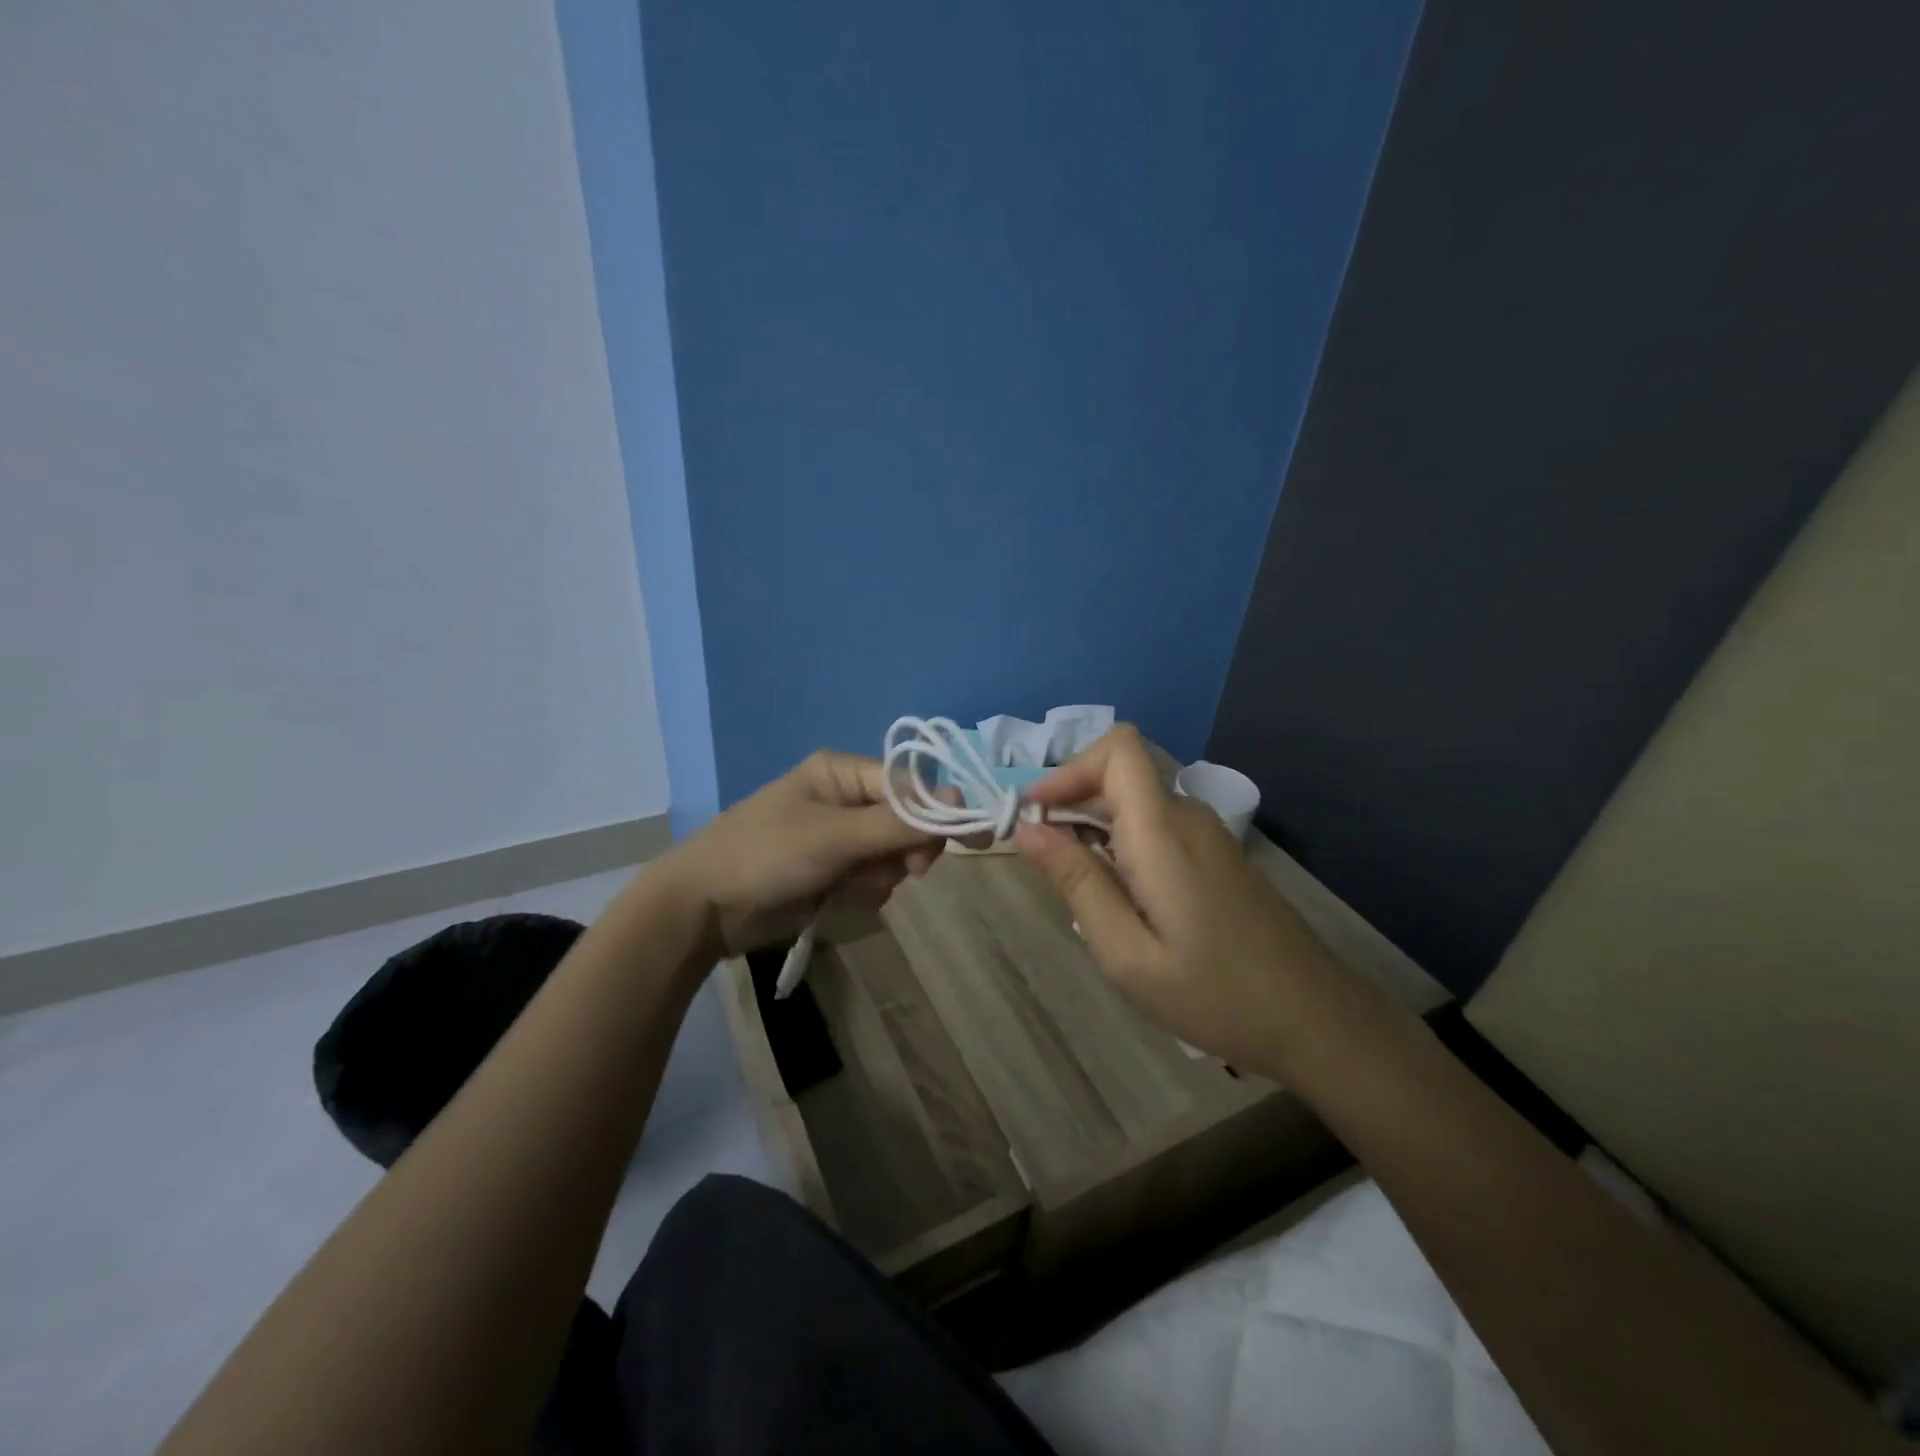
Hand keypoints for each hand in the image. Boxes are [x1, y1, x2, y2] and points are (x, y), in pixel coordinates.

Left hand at [667, 750, 945, 959]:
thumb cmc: (766, 855)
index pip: (911, 785)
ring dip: (882, 874)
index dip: (942, 811)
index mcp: (842, 773)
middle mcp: (845, 798)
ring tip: (850, 884)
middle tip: (907, 871)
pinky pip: (873, 877)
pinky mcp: (833, 871)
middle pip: (907, 820)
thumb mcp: (835, 836)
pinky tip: (840, 897)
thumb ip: (899, 822)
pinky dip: (865, 890)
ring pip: (893, 854)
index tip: (976, 839)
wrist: (703, 908)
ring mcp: (839, 837)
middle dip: (906, 849)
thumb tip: (961, 800)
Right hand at [1013, 725, 1334, 1073]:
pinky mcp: (1217, 855)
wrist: (1314, 1019)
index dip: (1069, 769)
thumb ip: (1076, 882)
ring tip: (1076, 885)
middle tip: (1041, 861)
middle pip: (1119, 774)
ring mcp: (1207, 835)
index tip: (1036, 815)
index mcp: (1162, 830)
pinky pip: (1157, 826)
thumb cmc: (1213, 993)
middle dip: (1070, 801)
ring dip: (1094, 825)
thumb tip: (1027, 830)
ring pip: (1135, 801)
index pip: (1118, 749)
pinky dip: (1122, 842)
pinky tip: (1119, 897)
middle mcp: (1186, 817)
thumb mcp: (1126, 952)